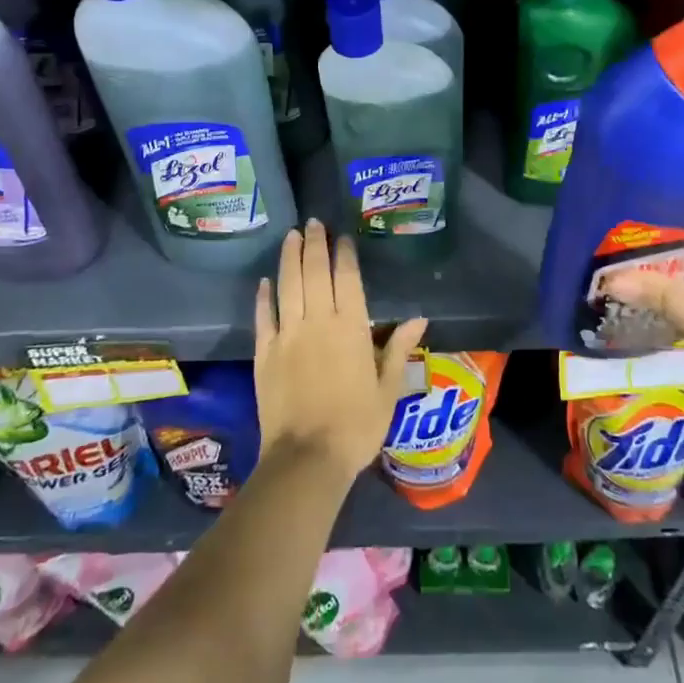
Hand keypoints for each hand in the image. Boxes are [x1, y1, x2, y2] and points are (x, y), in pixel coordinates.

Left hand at [253, 220, 427, 481]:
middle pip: (313, 272)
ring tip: (291, 236)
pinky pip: (264, 317)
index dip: (343, 254)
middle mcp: (317, 321)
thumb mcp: (388, 390)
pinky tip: (265, 281)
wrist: (306, 459)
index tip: (341, 236)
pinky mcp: (264, 353)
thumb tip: (419, 317)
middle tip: (313, 223)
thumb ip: (398, 349)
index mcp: (350, 327)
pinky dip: (264, 296)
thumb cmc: (356, 426)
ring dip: (289, 258)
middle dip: (314, 244)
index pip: (346, 278)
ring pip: (287, 285)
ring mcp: (287, 335)